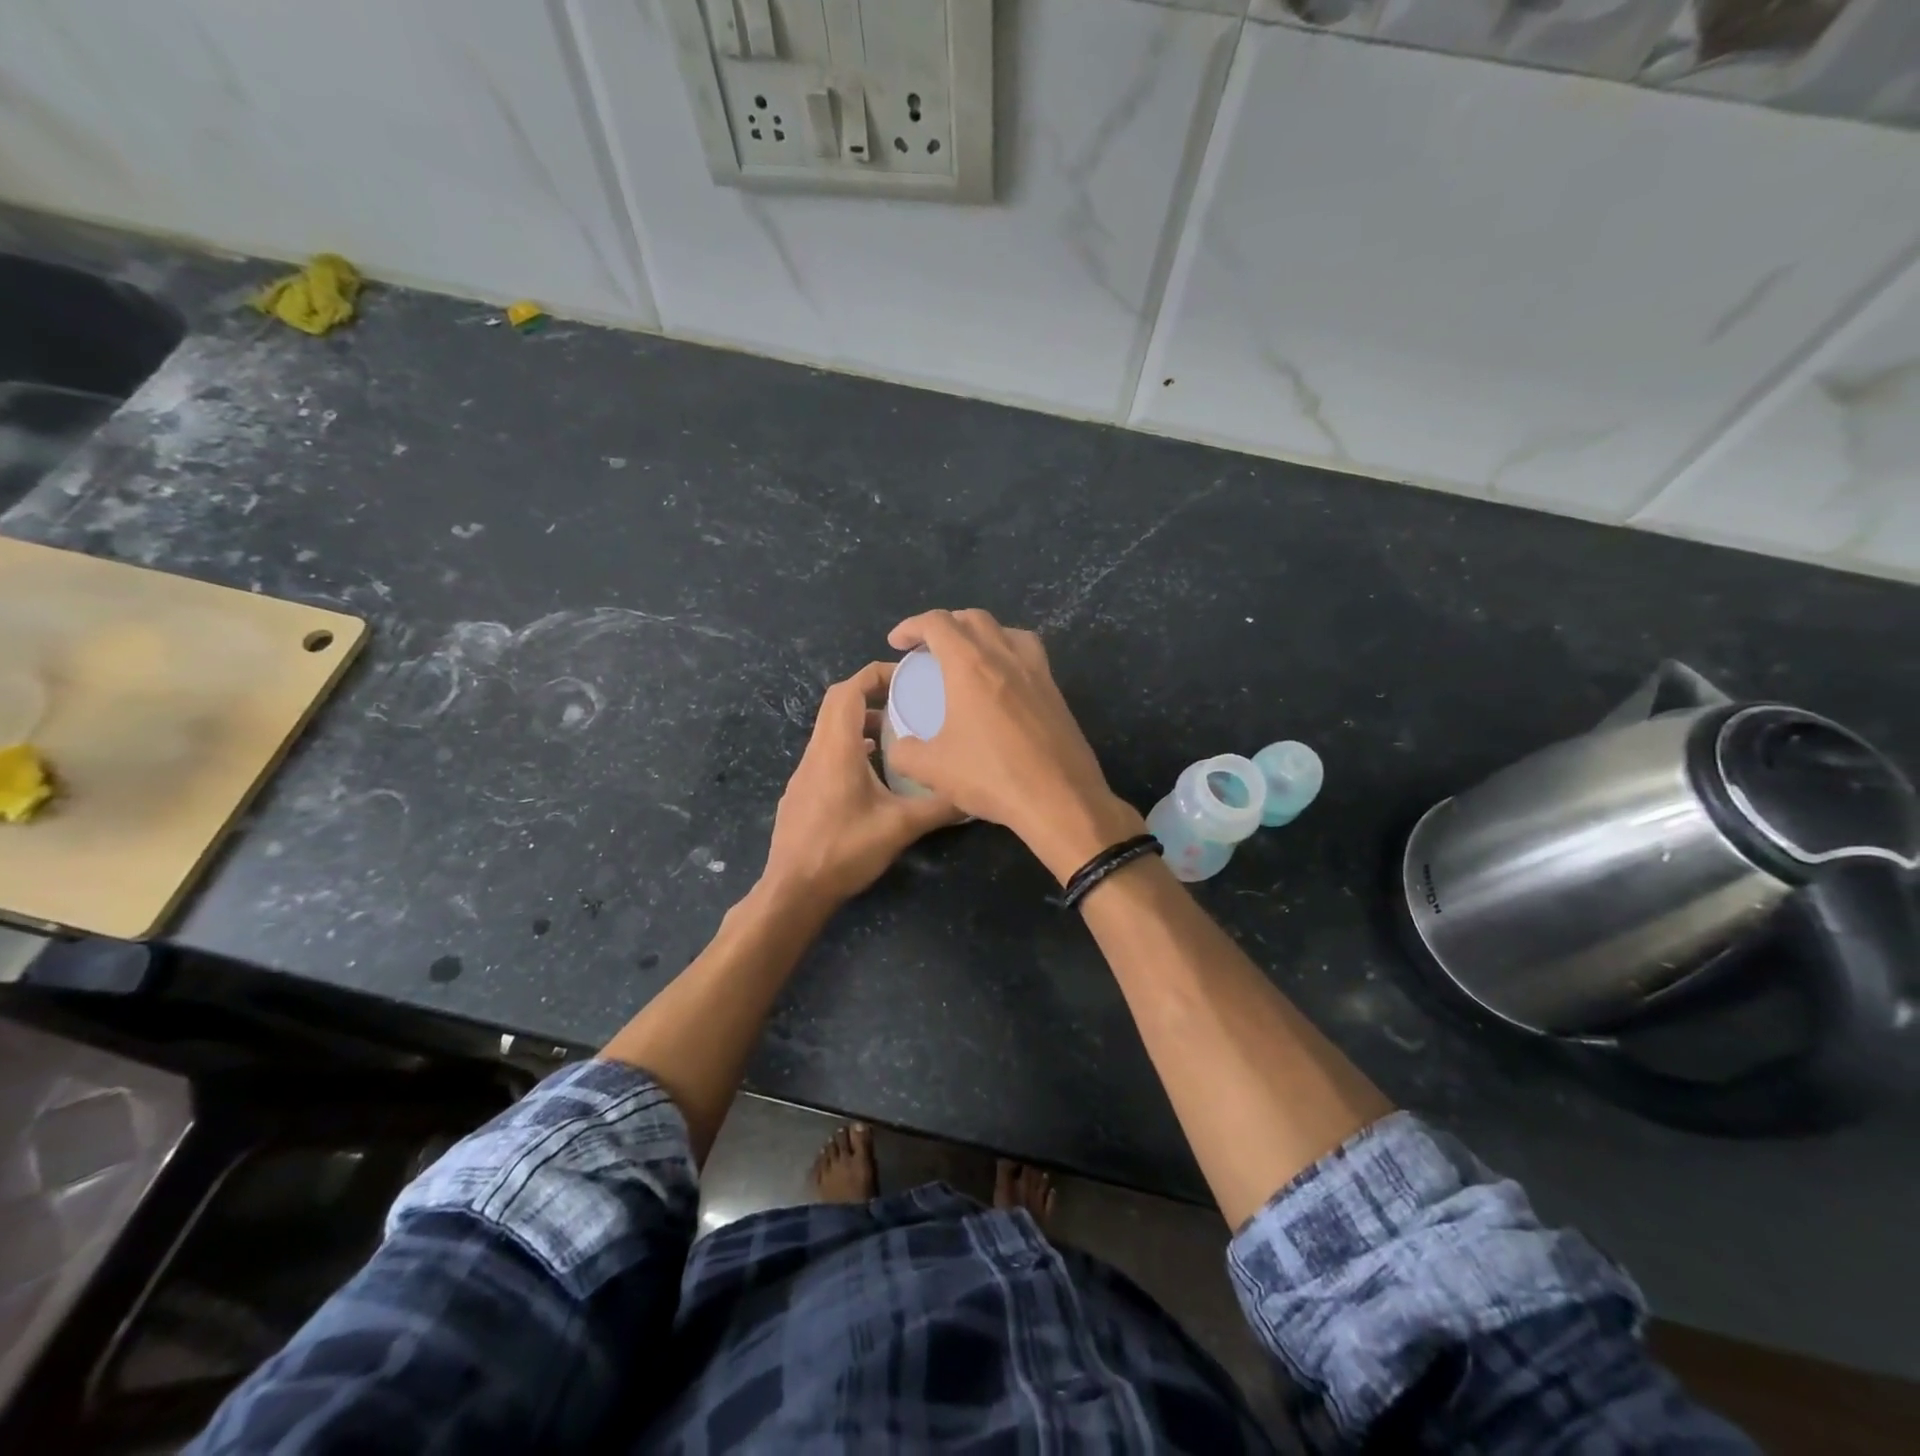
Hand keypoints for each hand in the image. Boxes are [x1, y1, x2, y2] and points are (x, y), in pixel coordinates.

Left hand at [762, 661, 960, 904]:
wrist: (794, 889)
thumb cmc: (845, 850)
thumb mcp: (901, 827)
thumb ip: (939, 807)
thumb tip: (975, 796)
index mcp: (838, 749)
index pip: (849, 690)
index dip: (876, 674)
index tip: (907, 677)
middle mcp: (817, 752)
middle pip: (837, 703)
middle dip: (871, 693)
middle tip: (906, 700)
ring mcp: (804, 772)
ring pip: (830, 729)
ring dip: (861, 722)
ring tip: (895, 733)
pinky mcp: (802, 791)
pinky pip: (826, 752)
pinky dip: (850, 746)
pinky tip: (873, 771)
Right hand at [884, 609, 1144, 882]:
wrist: (1060, 799)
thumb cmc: (992, 777)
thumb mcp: (932, 770)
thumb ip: (905, 752)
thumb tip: (899, 746)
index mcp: (971, 665)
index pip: (938, 623)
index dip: (911, 626)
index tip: (897, 643)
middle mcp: (1006, 657)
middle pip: (974, 618)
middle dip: (946, 624)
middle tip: (928, 649)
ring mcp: (1037, 672)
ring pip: (1007, 631)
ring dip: (981, 633)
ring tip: (967, 657)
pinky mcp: (1056, 692)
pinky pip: (1029, 654)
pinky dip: (1008, 653)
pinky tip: (1002, 683)